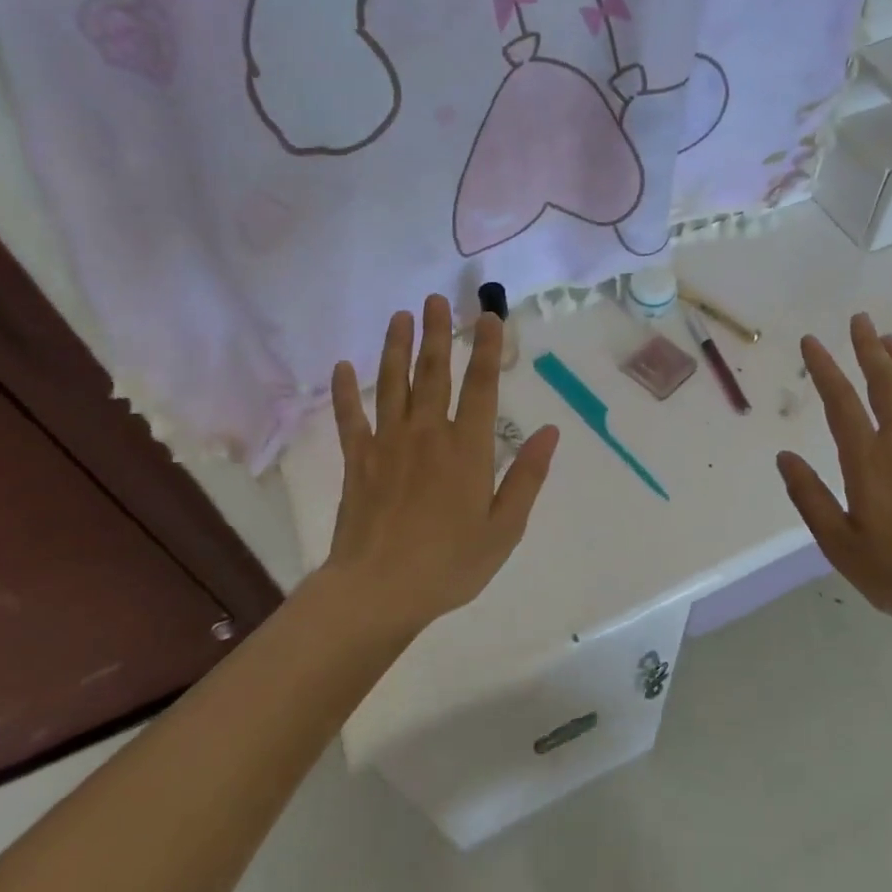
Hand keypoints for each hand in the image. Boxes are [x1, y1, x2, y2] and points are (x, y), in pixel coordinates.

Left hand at [327, 295, 558, 632]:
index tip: (488, 317)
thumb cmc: (451, 563)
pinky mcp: (359, 460)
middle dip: (437, 333)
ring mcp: (389, 443)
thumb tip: (549, 431)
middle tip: (435, 299)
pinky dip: (345, 391)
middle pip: (434, 372)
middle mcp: (429, 433)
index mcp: (468, 447)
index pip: (482, 386)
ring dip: (396, 347)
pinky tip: (341, 366)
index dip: (487, 349)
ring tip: (399, 316)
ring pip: (393, 384)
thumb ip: (527, 476)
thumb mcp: (505, 527)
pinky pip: (350, 417)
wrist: (379, 591)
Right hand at [776, 313, 891, 635]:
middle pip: (884, 383)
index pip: (841, 403)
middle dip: (867, 348)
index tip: (811, 343)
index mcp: (868, 461)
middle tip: (857, 319)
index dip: (824, 369)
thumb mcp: (840, 544)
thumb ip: (810, 498)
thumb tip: (785, 457)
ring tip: (887, 339)